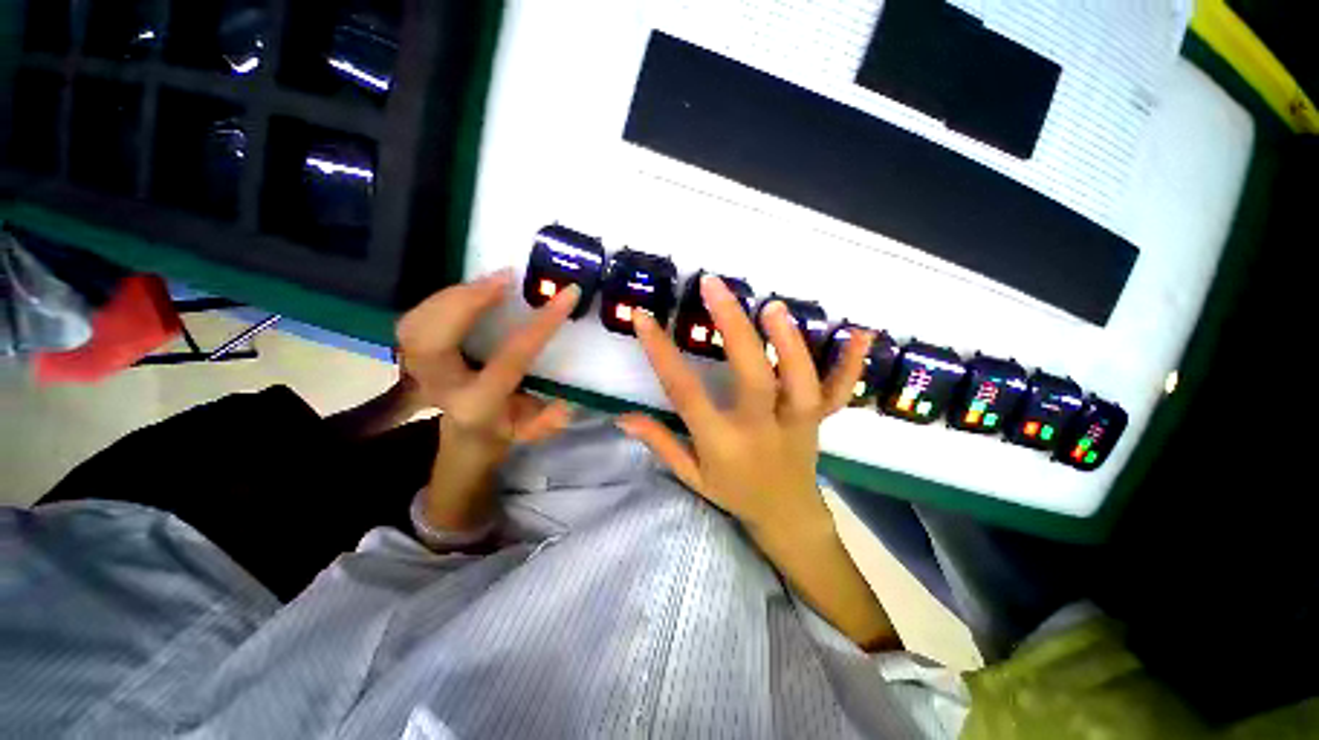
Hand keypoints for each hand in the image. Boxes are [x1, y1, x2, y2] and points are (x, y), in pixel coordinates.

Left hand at [396, 269, 578, 460]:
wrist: (466, 431)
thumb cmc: (504, 426)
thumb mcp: (530, 431)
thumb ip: (545, 424)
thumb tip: (567, 407)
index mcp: (478, 404)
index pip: (511, 357)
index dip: (541, 325)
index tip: (568, 295)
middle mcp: (441, 387)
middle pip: (433, 338)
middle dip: (467, 301)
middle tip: (506, 278)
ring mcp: (418, 370)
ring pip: (416, 324)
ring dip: (454, 294)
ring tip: (492, 281)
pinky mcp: (411, 354)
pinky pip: (414, 319)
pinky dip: (442, 298)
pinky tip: (471, 290)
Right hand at [619, 276, 898, 650]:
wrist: (787, 516)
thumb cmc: (734, 493)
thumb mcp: (690, 475)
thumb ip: (659, 442)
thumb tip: (621, 417)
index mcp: (722, 443)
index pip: (686, 393)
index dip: (661, 354)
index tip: (643, 318)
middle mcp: (761, 429)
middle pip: (752, 376)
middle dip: (733, 328)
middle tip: (714, 286)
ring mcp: (797, 423)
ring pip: (799, 381)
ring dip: (789, 341)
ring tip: (772, 305)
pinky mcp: (820, 419)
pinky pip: (839, 392)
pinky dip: (851, 364)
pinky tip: (861, 332)